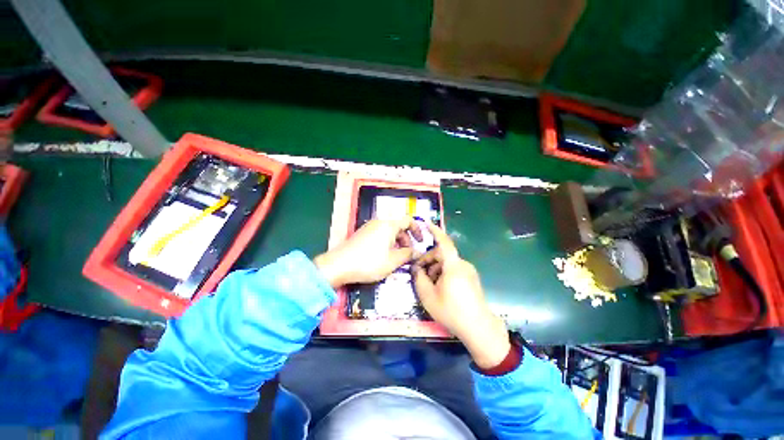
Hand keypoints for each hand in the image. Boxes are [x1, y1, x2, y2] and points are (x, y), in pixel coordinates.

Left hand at [314, 218, 422, 287]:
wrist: (338, 265)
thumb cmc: (368, 262)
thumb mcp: (392, 261)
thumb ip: (407, 254)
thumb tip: (415, 252)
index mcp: (388, 225)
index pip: (408, 220)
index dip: (417, 230)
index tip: (420, 241)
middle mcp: (379, 222)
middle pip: (398, 227)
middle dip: (406, 240)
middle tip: (408, 254)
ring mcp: (369, 227)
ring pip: (389, 232)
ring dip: (396, 243)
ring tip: (396, 258)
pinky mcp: (362, 234)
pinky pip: (379, 235)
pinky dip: (386, 243)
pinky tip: (383, 257)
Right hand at [412, 223, 510, 368]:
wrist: (478, 328)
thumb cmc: (451, 311)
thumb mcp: (428, 296)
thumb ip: (419, 278)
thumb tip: (416, 268)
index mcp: (453, 266)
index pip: (444, 242)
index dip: (435, 231)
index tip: (427, 223)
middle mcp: (463, 264)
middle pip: (442, 254)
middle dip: (429, 260)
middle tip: (419, 273)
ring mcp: (469, 271)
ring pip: (447, 263)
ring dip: (436, 268)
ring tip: (429, 284)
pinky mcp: (472, 278)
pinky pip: (454, 269)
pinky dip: (444, 273)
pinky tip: (440, 287)